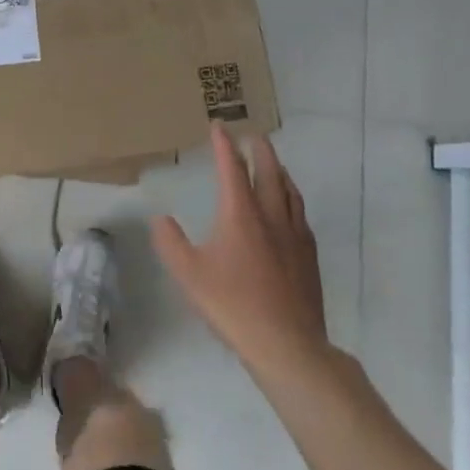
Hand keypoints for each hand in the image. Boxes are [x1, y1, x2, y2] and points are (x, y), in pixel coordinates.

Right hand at [151, 123, 330, 380]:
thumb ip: (171, 243)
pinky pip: (300, 213)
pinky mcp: (309, 255)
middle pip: (269, 172)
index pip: (232, 169)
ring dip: (279, 170)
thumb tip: (160, 218)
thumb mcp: (189, 275)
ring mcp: (295, 235)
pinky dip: (291, 197)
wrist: (287, 343)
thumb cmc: (232, 305)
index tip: (219, 126)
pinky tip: (289, 208)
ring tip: (274, 163)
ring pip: (289, 191)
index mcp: (240, 215)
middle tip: (254, 135)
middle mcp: (271, 216)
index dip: (224, 146)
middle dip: (260, 150)